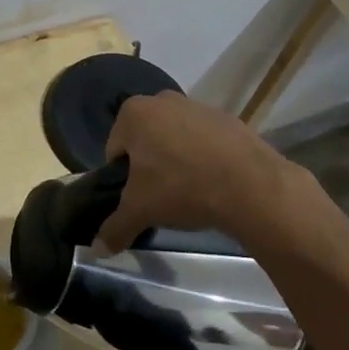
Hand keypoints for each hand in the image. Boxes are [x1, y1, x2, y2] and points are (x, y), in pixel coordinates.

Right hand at [97, 91, 313, 256]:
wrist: (251, 185)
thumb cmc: (182, 188)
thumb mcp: (141, 211)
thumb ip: (115, 228)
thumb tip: (98, 250)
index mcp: (134, 113)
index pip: (115, 149)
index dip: (123, 177)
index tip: (139, 197)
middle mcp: (162, 100)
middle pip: (145, 140)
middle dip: (150, 164)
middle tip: (162, 195)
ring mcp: (197, 105)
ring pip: (175, 138)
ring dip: (177, 159)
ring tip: (190, 190)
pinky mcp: (226, 117)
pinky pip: (204, 139)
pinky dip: (204, 156)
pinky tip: (214, 181)